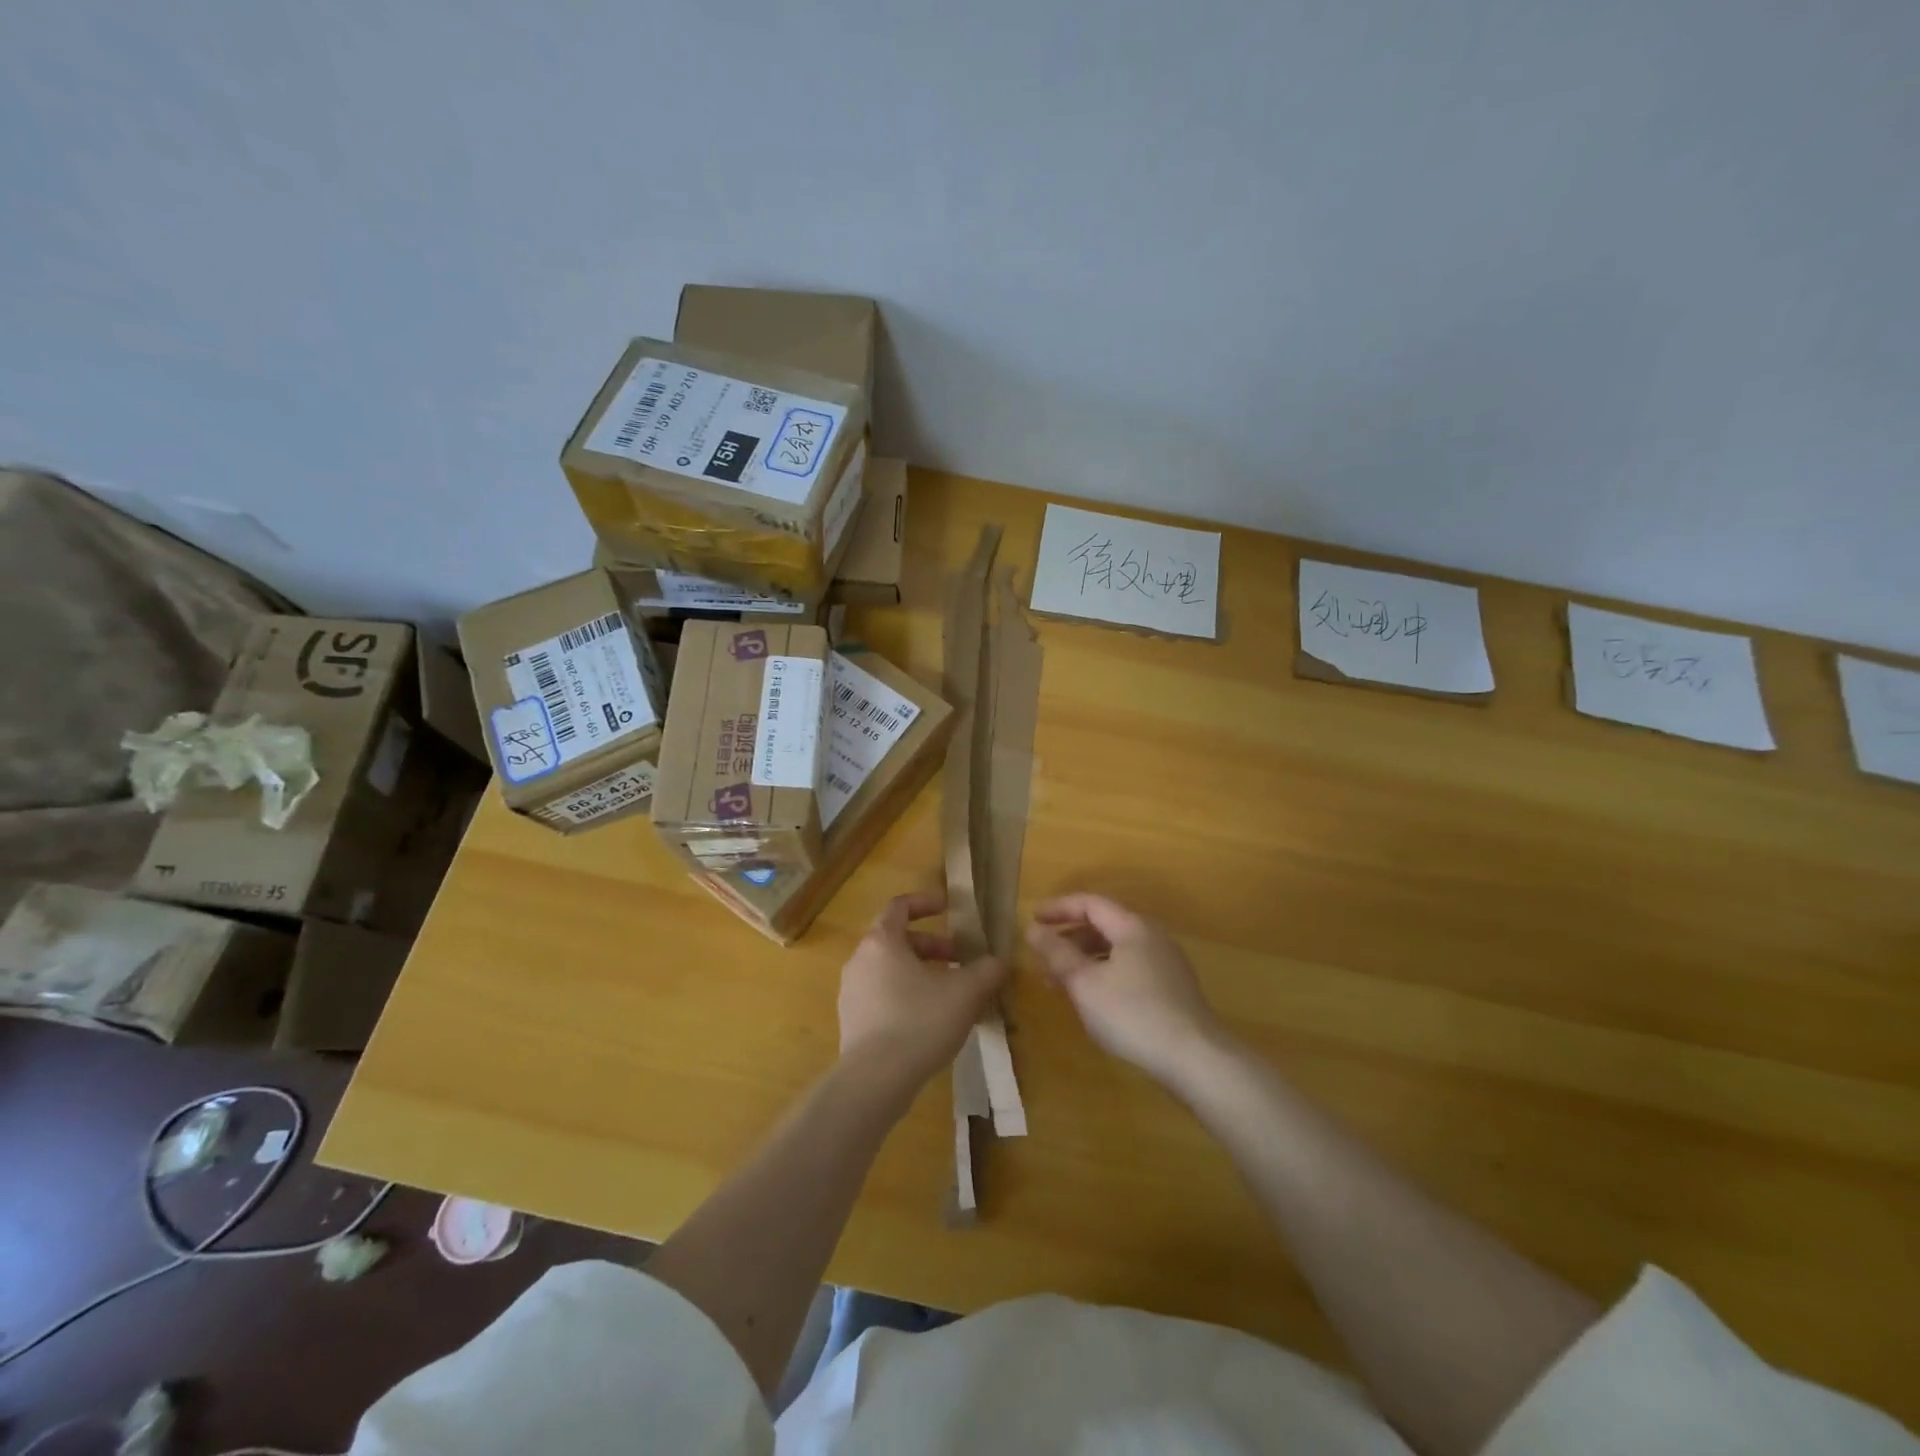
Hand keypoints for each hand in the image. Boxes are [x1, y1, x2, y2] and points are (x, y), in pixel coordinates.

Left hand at [838, 891, 1008, 1102]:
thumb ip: (986, 971)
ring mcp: (852, 992)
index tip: (950, 908)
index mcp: (882, 941)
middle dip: (932, 946)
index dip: (926, 902)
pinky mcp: (852, 1022)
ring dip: (921, 973)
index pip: (900, 906)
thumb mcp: (965, 993)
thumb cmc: (920, 1022)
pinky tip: (931, 1021)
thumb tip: (999, 962)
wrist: (875, 1080)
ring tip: (950, 993)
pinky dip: (907, 996)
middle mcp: (860, 960)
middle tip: (960, 960)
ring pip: (890, 970)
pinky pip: (882, 996)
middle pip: (897, 940)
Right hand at [1026, 892, 1229, 1088]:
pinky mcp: (1173, 990)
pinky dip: (1104, 974)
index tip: (1032, 920)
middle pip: (1104, 925)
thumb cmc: (1132, 1013)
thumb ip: (1057, 953)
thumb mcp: (1085, 983)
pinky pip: (1130, 969)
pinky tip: (1093, 1000)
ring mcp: (1166, 964)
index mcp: (1132, 927)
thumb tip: (1033, 930)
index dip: (1058, 908)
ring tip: (1061, 982)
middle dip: (1069, 938)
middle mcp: (1152, 937)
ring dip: (1085, 959)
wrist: (1195, 1058)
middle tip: (1042, 956)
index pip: (1090, 903)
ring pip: (1117, 950)